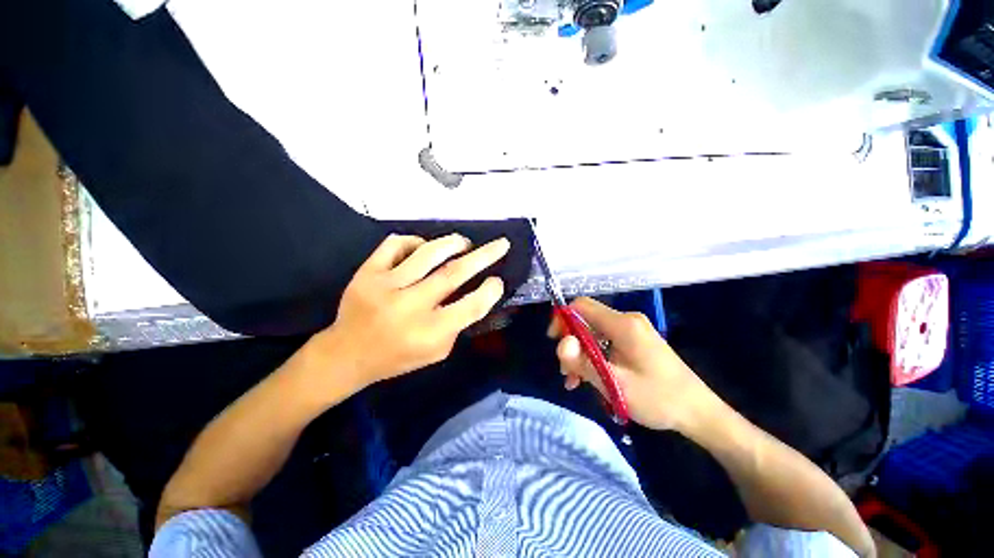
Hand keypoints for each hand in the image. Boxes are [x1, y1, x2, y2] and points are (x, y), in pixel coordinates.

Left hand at [314, 233, 509, 387]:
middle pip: (454, 274)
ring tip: (464, 243)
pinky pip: (396, 244)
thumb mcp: (437, 352)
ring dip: (453, 243)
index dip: (490, 291)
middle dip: (484, 256)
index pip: (471, 306)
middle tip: (501, 244)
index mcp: (429, 332)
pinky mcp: (367, 272)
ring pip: (428, 253)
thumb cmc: (397, 357)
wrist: (346, 354)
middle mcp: (410, 306)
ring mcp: (386, 286)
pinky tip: (422, 248)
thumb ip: (457, 325)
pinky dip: (415, 241)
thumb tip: (475, 294)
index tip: (497, 281)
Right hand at [549, 297, 720, 433]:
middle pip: (585, 320)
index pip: (581, 306)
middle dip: (571, 343)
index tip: (555, 341)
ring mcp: (631, 330)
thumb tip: (561, 344)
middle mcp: (626, 320)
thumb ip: (585, 363)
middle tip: (567, 372)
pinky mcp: (634, 341)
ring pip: (592, 333)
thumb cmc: (659, 398)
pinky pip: (604, 342)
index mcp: (623, 324)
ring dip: (580, 354)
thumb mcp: (616, 384)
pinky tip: (588, 378)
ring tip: (574, 381)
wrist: (698, 412)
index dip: (563, 318)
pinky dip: (593, 357)